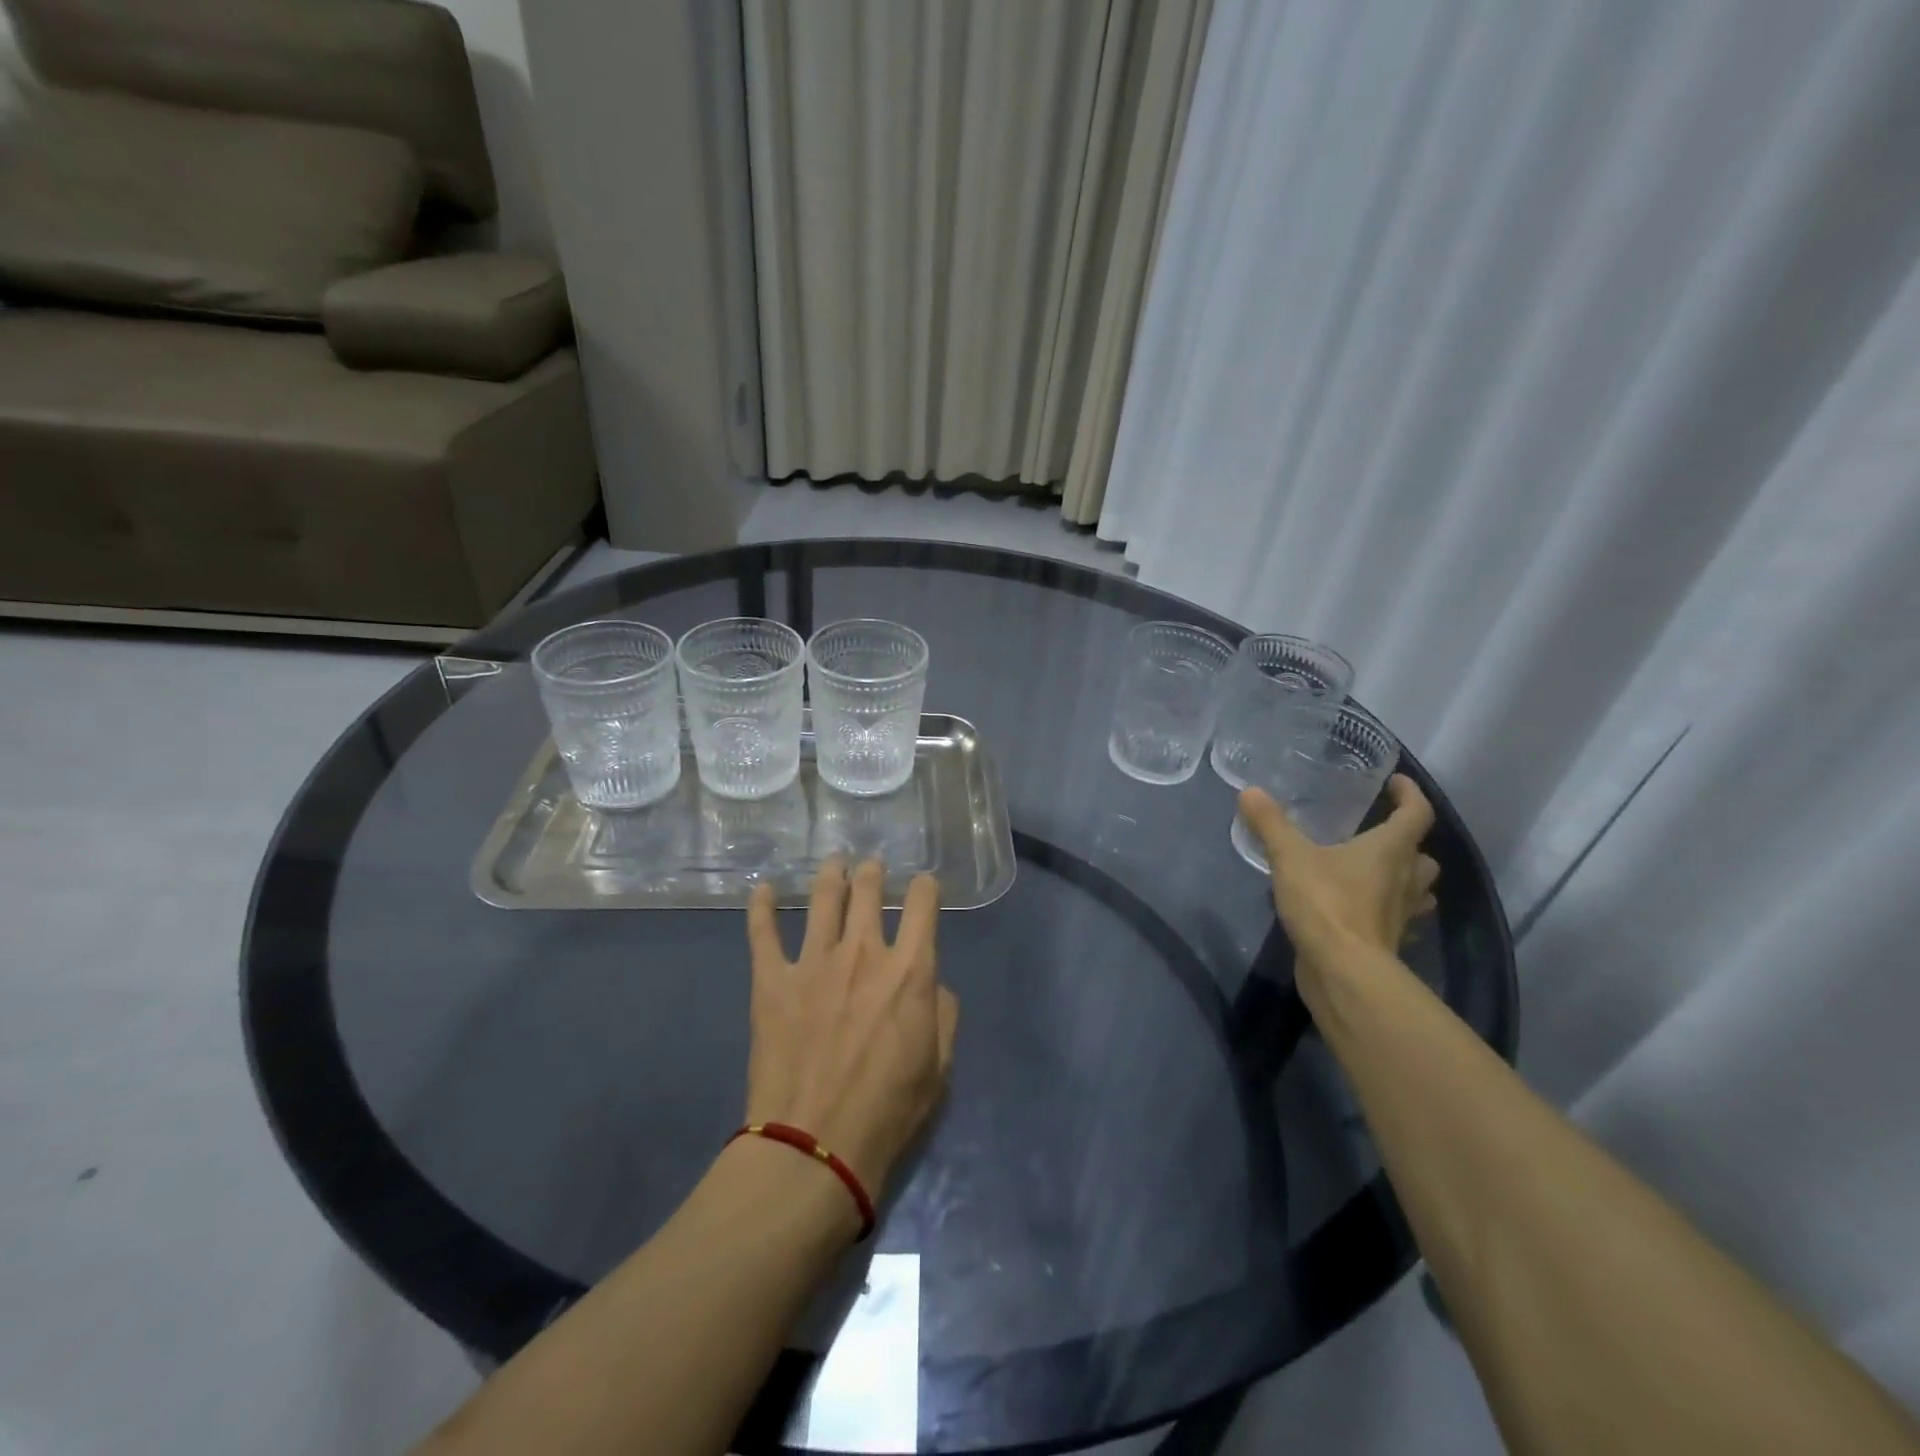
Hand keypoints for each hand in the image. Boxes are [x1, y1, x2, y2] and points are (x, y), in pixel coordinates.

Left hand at [744, 859, 959, 1197]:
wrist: (814, 1146)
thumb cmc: (887, 1111)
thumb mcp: (939, 1066)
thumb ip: (942, 1012)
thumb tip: (929, 983)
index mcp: (910, 970)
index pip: (924, 905)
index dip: (926, 888)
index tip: (924, 886)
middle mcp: (863, 952)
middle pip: (868, 890)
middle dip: (873, 871)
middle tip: (872, 866)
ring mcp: (814, 962)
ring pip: (822, 898)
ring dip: (830, 874)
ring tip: (834, 862)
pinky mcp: (773, 981)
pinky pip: (763, 932)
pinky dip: (761, 906)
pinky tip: (762, 888)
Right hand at [1238, 774, 1438, 974]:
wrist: (1344, 971)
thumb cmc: (1326, 904)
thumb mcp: (1290, 857)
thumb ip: (1271, 823)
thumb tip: (1250, 791)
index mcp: (1391, 850)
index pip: (1417, 813)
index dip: (1410, 794)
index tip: (1396, 783)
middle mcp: (1406, 879)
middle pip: (1422, 856)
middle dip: (1408, 843)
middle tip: (1380, 834)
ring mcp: (1402, 914)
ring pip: (1417, 890)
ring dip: (1404, 879)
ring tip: (1375, 872)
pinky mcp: (1389, 941)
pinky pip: (1397, 919)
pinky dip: (1385, 910)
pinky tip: (1360, 909)